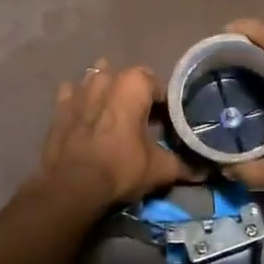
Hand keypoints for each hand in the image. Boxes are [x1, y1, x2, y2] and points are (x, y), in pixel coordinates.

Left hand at [31, 60, 192, 213]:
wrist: (71, 186)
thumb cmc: (121, 168)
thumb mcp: (159, 169)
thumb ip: (184, 165)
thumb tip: (205, 170)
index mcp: (135, 83)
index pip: (158, 86)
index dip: (164, 106)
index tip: (166, 125)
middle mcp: (107, 77)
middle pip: (128, 80)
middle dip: (136, 96)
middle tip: (142, 122)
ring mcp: (80, 88)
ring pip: (98, 79)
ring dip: (107, 92)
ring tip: (113, 116)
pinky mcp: (59, 104)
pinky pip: (73, 93)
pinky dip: (81, 100)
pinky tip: (85, 116)